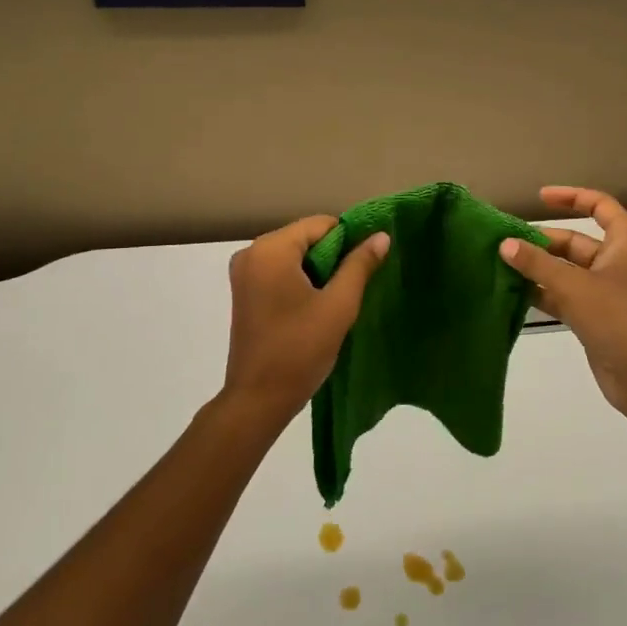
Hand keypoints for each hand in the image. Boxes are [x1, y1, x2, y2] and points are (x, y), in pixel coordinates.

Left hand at [223, 215, 389, 422]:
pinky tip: (315, 308)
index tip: (365, 268)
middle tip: (351, 288)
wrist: (258, 400)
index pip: (321, 225)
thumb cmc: (299, 349)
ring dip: (318, 272)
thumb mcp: (339, 306)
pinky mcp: (244, 293)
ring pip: (295, 256)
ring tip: (336, 301)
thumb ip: (360, 265)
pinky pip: (281, 272)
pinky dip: (301, 282)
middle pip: (306, 238)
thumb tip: (381, 236)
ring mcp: (244, 273)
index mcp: (271, 249)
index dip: (348, 241)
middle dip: (333, 258)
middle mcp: (252, 252)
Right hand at [501, 186, 626, 419]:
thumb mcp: (575, 286)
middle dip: (542, 241)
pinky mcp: (594, 318)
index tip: (540, 197)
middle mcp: (616, 262)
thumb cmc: (619, 319)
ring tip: (501, 264)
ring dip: (537, 268)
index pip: (599, 206)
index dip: (571, 197)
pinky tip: (513, 293)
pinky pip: (563, 296)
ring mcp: (605, 292)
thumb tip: (505, 244)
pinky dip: (542, 293)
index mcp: (624, 243)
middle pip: (575, 241)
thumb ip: (537, 264)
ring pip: (566, 271)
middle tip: (505, 242)